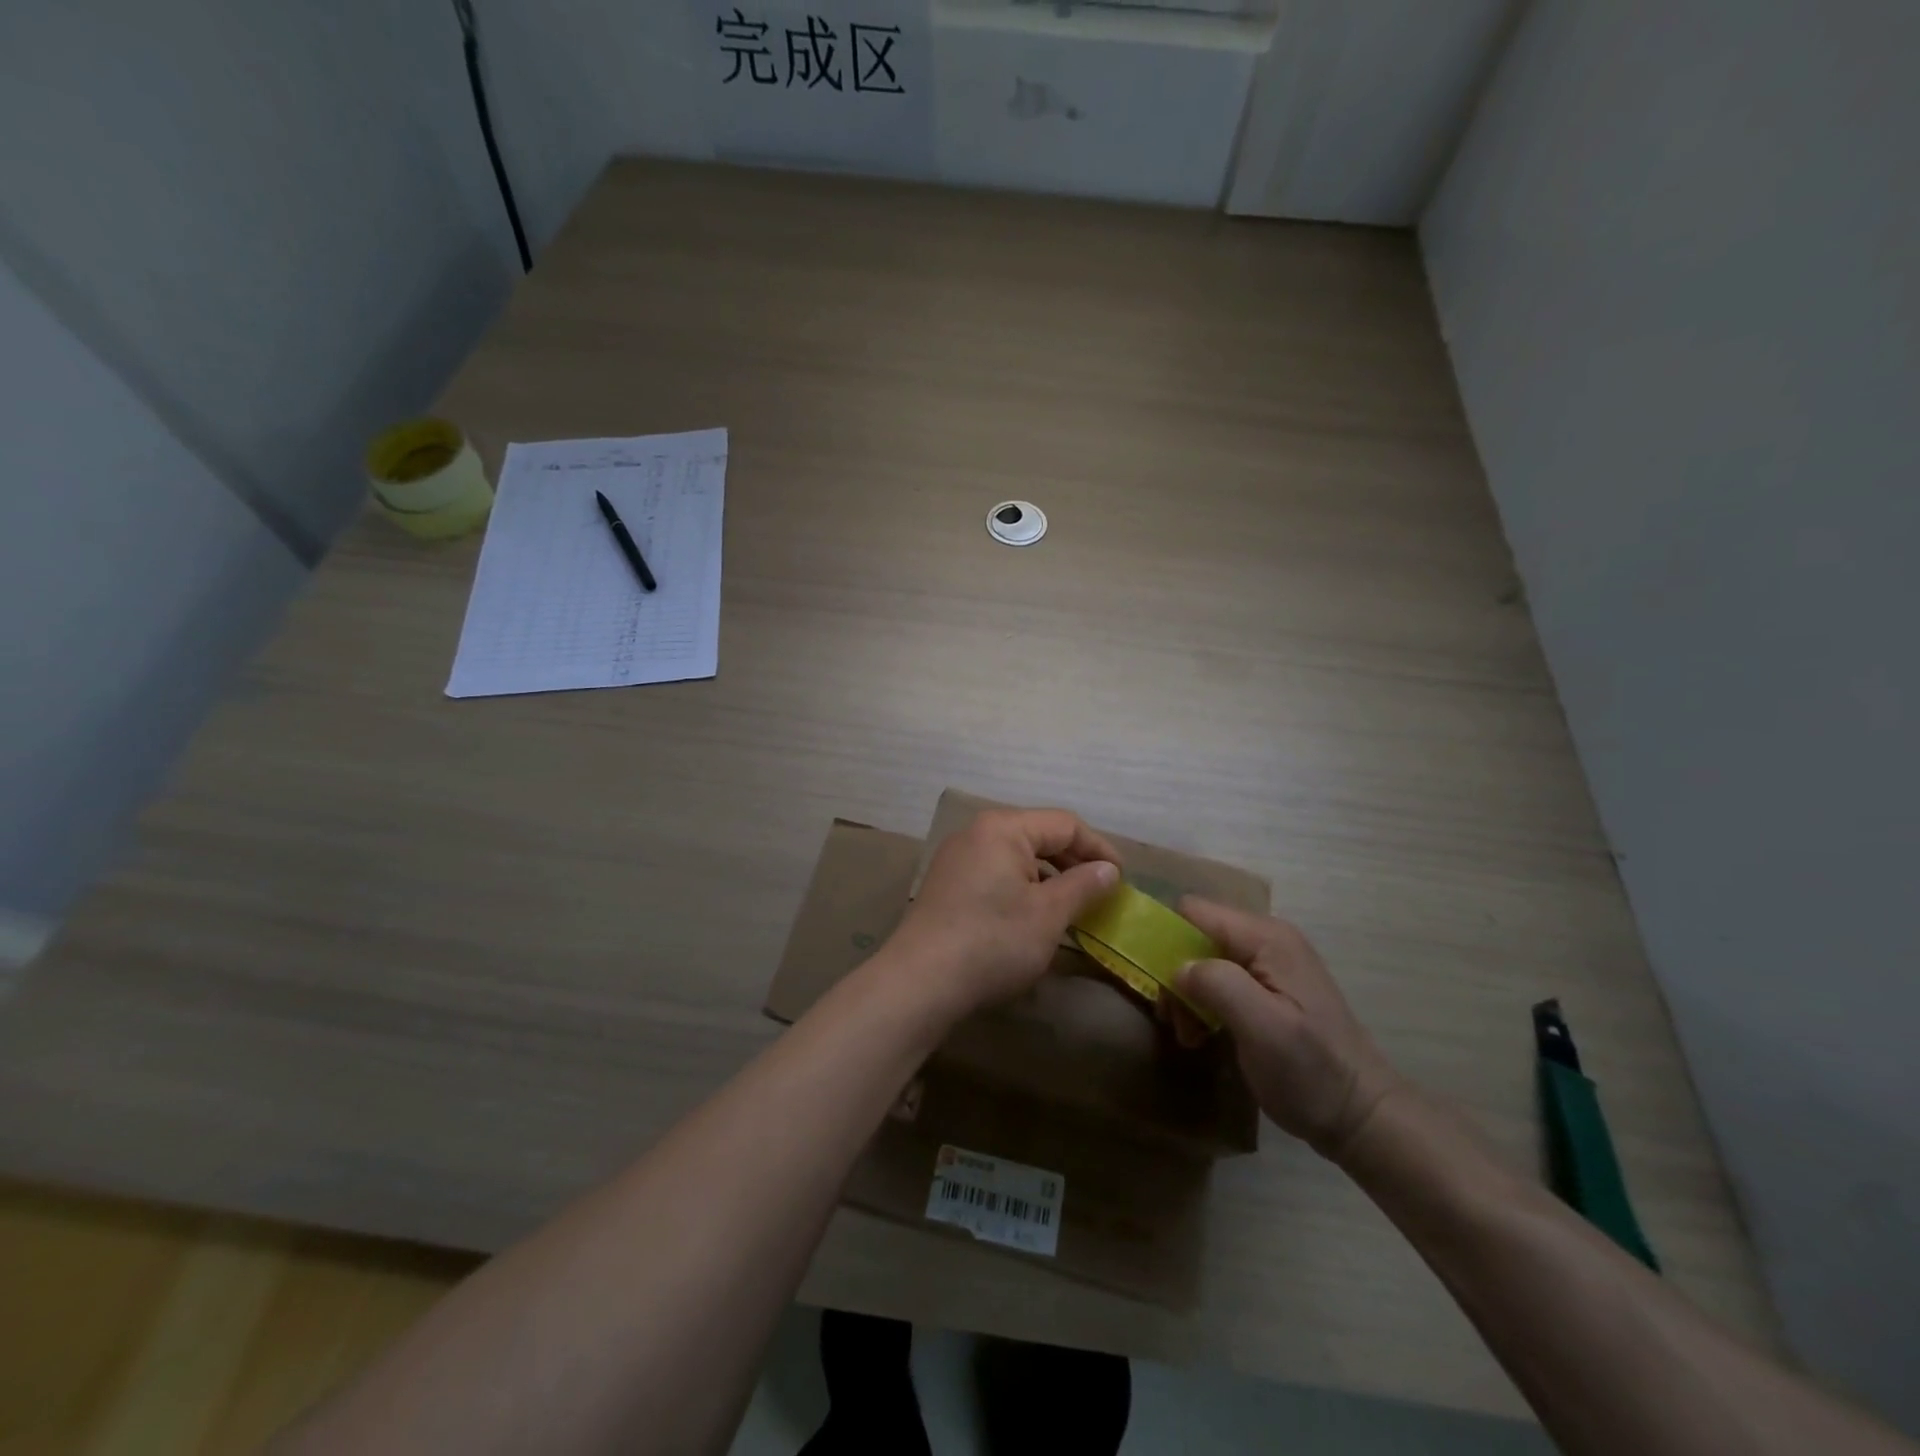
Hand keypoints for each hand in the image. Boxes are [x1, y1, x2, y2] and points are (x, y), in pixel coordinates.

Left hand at [883, 808, 1120, 1018]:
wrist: (921, 981)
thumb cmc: (993, 941)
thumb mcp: (1048, 914)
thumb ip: (1083, 885)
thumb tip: (1109, 870)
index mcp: (1003, 828)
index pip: (1064, 824)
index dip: (1099, 848)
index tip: (1122, 879)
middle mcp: (977, 832)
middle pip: (1038, 835)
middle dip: (1073, 861)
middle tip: (1102, 891)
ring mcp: (958, 857)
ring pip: (1016, 855)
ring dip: (1048, 876)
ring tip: (1073, 905)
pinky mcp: (947, 884)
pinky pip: (996, 872)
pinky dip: (1022, 887)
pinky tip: (1034, 915)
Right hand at [1171, 898, 1403, 1160]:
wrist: (1360, 1116)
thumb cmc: (1310, 1071)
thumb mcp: (1262, 1027)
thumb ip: (1217, 983)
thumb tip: (1177, 966)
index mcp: (1266, 938)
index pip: (1194, 910)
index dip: (1166, 935)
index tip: (1153, 978)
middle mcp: (1265, 940)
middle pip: (1195, 935)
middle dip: (1176, 973)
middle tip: (1175, 1019)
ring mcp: (1267, 965)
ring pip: (1202, 960)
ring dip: (1187, 995)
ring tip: (1189, 1034)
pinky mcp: (1265, 990)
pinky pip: (1218, 981)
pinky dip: (1202, 1005)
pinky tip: (1203, 1035)